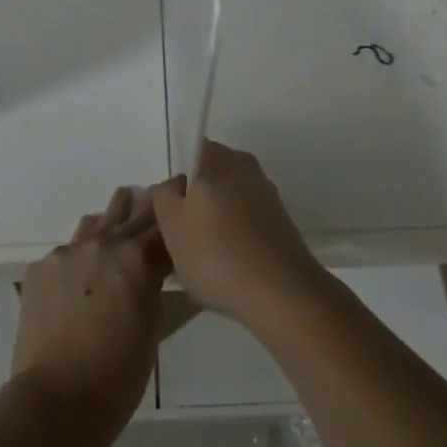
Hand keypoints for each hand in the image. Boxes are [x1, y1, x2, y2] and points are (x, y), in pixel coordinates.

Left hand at [11, 186, 168, 433]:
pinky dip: (81, 251)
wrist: (56, 401)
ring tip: (123, 201)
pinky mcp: (41, 267)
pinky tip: (83, 260)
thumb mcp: (151, 327)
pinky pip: (67, 249)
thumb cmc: (117, 376)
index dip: (174, 219)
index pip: (162, 228)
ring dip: (113, 216)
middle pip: (131, 217)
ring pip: (97, 223)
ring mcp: (69, 252)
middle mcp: (103, 243)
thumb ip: (152, 286)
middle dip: (147, 206)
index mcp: (137, 258)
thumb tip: (151, 269)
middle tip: (158, 191)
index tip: (183, 204)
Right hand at [149, 141, 327, 330]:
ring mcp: (266, 194)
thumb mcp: (172, 225)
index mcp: (219, 157)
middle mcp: (245, 166)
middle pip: (211, 176)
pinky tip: (230, 267)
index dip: (177, 179)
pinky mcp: (281, 222)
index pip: (191, 151)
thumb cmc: (217, 253)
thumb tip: (173, 186)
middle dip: (196, 201)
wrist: (282, 294)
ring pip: (229, 200)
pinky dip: (236, 237)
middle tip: (181, 236)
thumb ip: (164, 196)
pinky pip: (247, 221)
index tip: (169, 211)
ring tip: (204, 258)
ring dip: (216, 221)